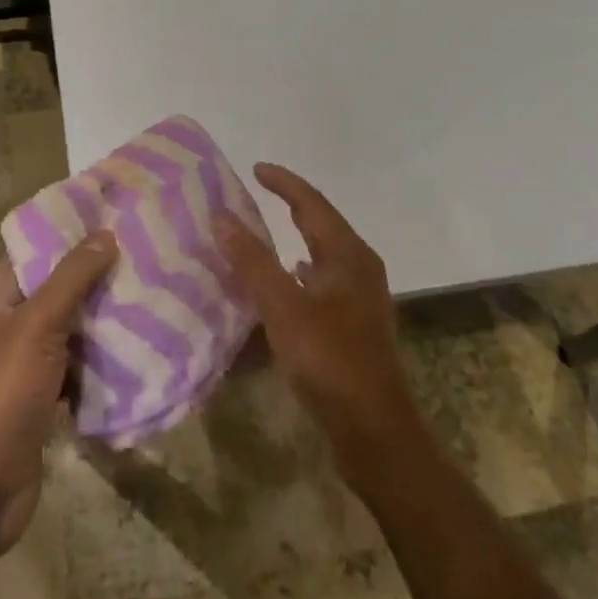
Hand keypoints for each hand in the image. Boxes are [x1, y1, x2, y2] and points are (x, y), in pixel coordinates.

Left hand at [0, 232, 117, 560]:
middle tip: (147, 255)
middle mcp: (9, 325)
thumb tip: (104, 234)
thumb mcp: (36, 327)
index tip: (116, 217)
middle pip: (58, 289)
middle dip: (98, 276)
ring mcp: (26, 364)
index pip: (35, 251)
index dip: (71, 233)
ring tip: (153, 294)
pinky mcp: (44, 397)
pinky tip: (141, 348)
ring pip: (73, 328)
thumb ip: (70, 279)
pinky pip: (79, 366)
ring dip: (105, 318)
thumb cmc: (1, 396)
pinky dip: (103, 359)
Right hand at [214, 164, 424, 485]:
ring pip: (322, 254)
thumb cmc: (330, 361)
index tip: (255, 168)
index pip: (312, 203)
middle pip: (321, 224)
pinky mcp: (353, 324)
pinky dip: (298, 272)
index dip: (283, 183)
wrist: (375, 430)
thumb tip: (222, 216)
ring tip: (260, 232)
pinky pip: (321, 281)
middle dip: (290, 205)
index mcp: (348, 255)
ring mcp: (359, 297)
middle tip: (255, 193)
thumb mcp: (284, 308)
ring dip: (293, 238)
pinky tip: (282, 282)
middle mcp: (358, 268)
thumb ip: (252, 261)